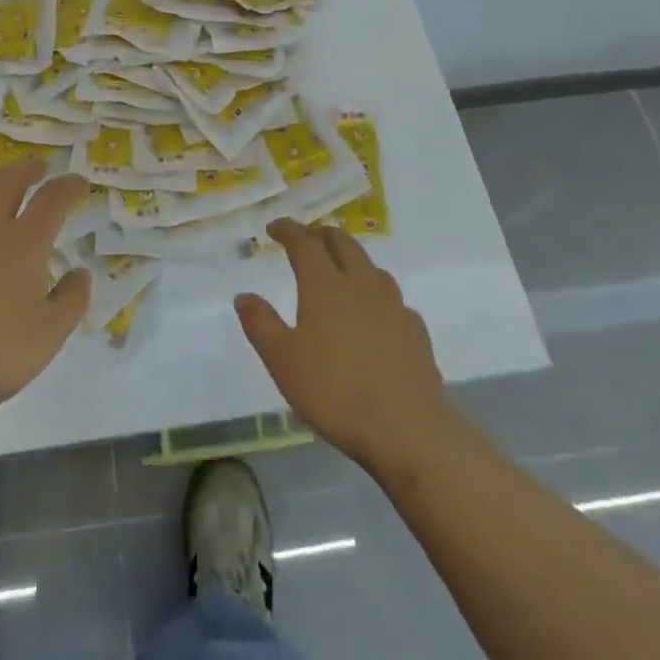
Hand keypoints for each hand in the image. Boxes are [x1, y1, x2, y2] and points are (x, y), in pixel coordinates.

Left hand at [0, 161, 91, 432]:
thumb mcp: (52, 332)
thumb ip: (72, 298)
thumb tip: (80, 272)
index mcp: (24, 241)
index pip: (52, 199)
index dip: (70, 186)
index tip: (81, 183)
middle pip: (9, 183)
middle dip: (28, 171)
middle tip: (40, 167)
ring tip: (2, 193)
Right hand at [235, 219, 452, 472]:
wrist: (409, 431)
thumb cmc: (336, 392)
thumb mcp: (283, 361)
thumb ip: (261, 324)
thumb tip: (244, 295)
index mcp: (325, 285)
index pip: (304, 242)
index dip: (288, 230)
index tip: (274, 227)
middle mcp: (361, 285)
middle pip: (343, 243)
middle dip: (321, 234)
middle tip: (306, 239)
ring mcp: (393, 307)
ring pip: (371, 267)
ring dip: (352, 258)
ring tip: (341, 270)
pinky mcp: (416, 332)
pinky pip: (394, 299)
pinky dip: (378, 294)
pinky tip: (376, 313)